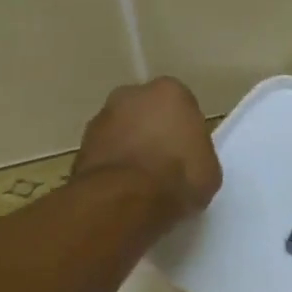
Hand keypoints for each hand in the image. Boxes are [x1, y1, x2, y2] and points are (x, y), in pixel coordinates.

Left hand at [72, 77, 221, 222]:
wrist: (127, 199)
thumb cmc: (179, 177)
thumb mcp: (209, 169)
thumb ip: (197, 153)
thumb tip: (186, 158)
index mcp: (171, 92)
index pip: (181, 107)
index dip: (184, 132)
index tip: (187, 154)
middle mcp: (132, 94)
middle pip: (147, 112)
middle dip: (153, 132)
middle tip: (164, 164)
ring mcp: (102, 117)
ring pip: (122, 130)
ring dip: (130, 148)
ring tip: (142, 182)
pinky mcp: (82, 143)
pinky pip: (105, 152)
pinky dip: (113, 165)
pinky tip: (123, 189)